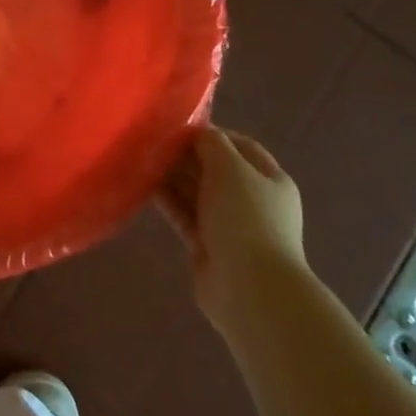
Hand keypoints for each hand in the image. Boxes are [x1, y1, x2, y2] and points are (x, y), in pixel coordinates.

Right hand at [162, 126, 306, 332]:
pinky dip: (169, 201)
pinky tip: (146, 188)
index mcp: (271, 180)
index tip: (180, 127)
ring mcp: (231, 225)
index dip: (213, 134)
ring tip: (144, 162)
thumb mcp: (230, 168)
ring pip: (198, 193)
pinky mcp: (208, 246)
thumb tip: (197, 134)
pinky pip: (186, 216)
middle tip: (155, 144)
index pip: (241, 146)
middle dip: (188, 156)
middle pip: (216, 170)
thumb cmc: (246, 218)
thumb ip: (211, 144)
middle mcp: (253, 201)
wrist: (249, 287)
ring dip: (174, 178)